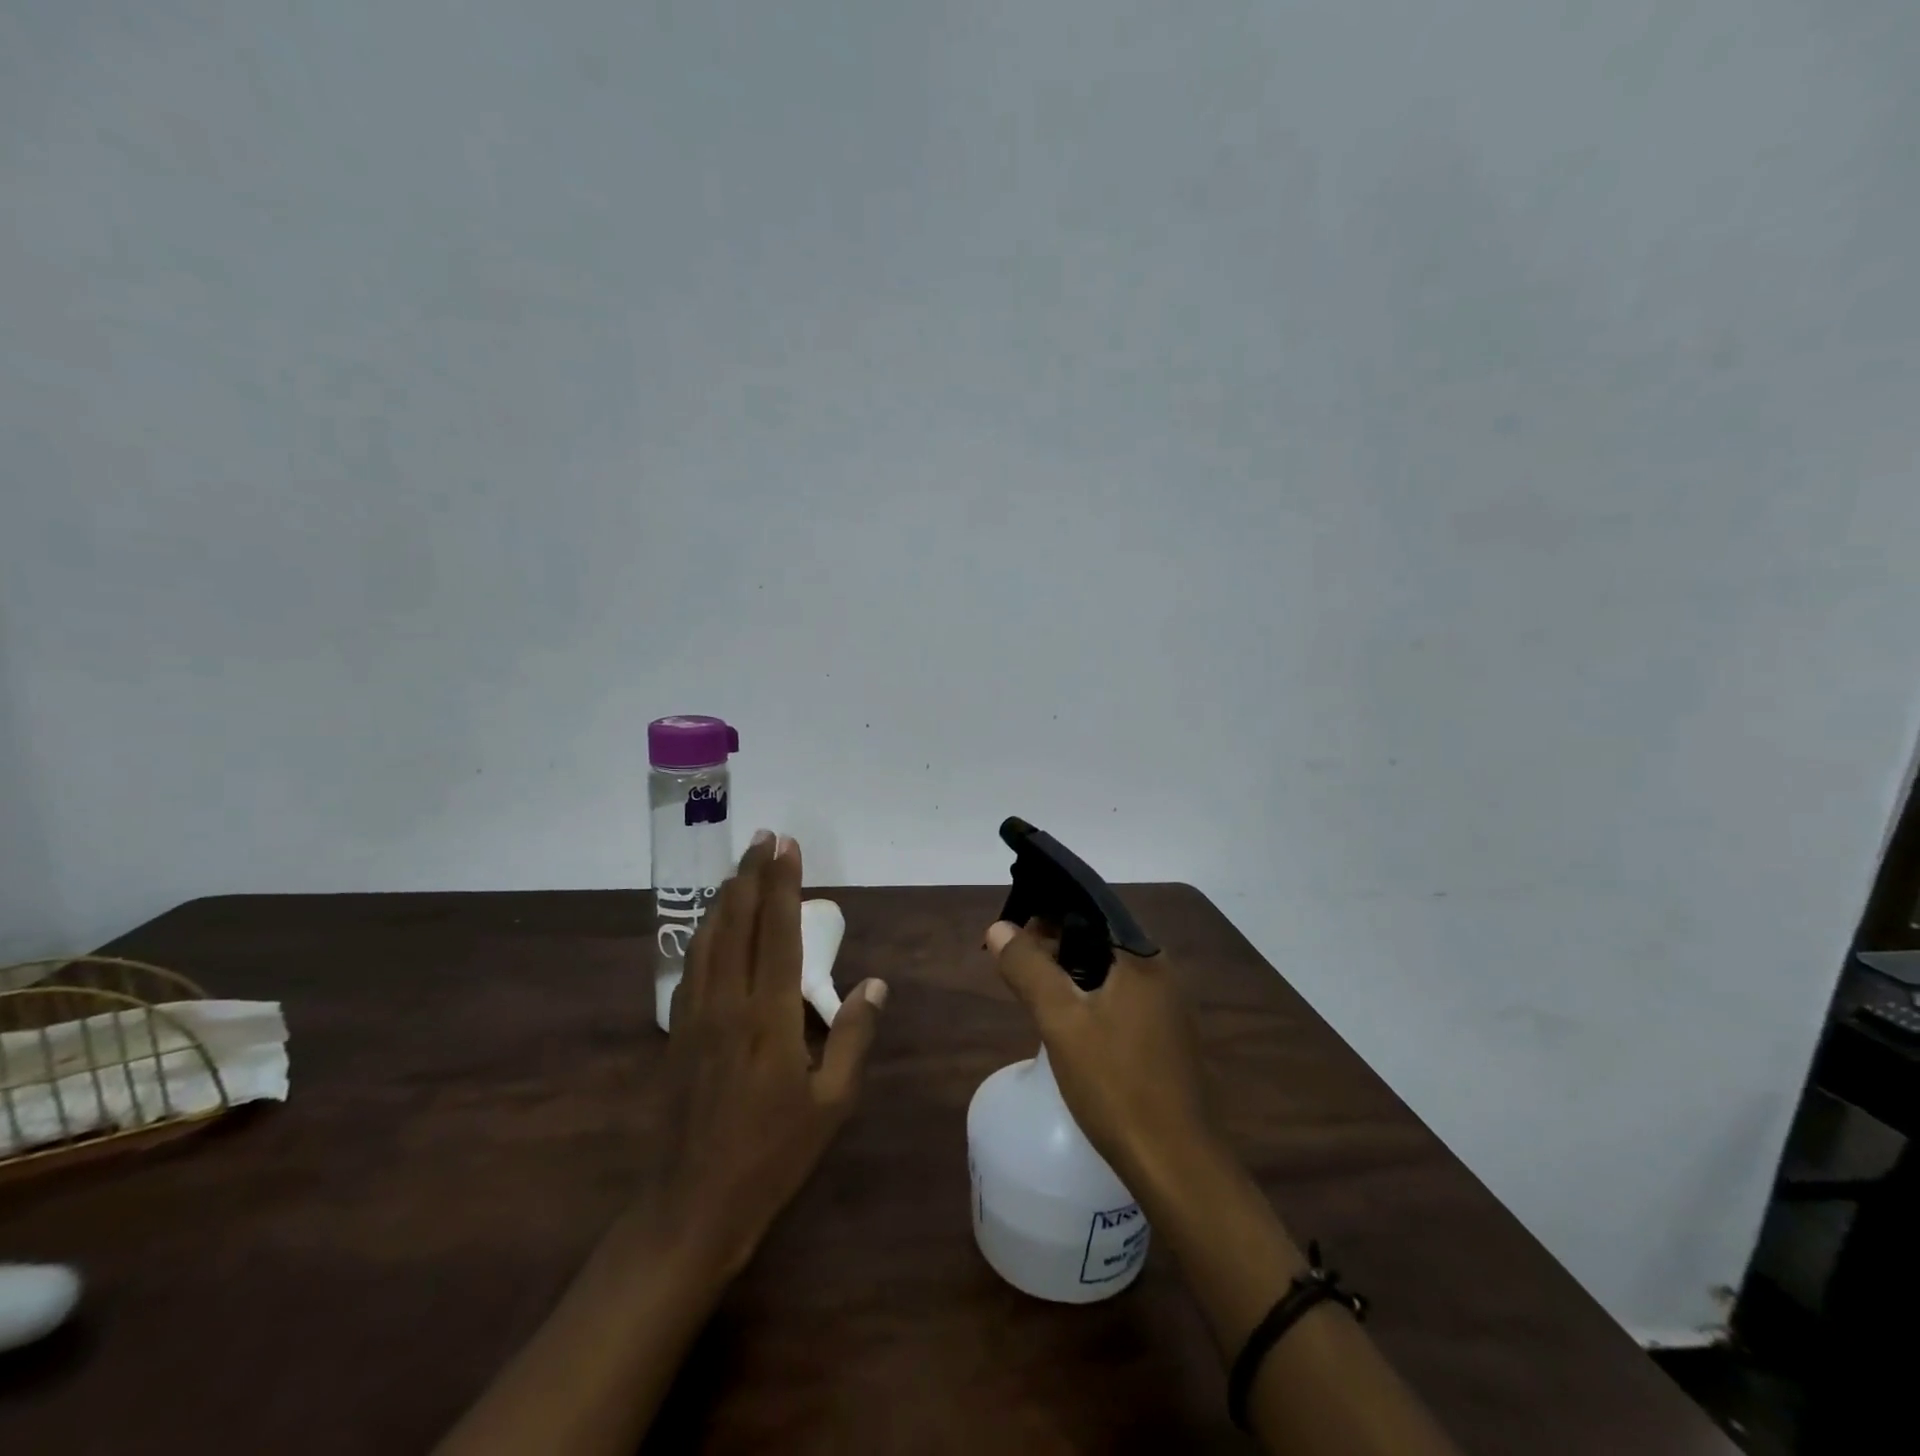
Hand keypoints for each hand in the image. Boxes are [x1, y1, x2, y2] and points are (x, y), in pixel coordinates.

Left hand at [652, 832, 887, 1277]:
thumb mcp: (831, 1102)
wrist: (691, 1205)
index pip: (778, 932)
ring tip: (739, 867)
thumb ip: (853, 1036)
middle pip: (738, 922)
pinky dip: (704, 932)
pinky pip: (692, 965)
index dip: (782, 885)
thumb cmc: (772, 1155)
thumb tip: (875, 984)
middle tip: (763, 838)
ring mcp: (696, 1015)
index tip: (787, 847)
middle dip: (751, 875)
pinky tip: (710, 926)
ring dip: (725, 897)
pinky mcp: (677, 1031)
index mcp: (769, 1016)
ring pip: (709, 938)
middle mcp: (728, 1002)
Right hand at [984, 920, 1217, 1193]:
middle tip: (1016, 961)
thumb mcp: (1061, 1021)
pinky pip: (1122, 999)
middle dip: (1056, 943)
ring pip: (1110, 972)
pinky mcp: (1167, 1038)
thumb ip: (1029, 968)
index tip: (1015, 928)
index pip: (1091, 910)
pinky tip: (1068, 1021)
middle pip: (1100, 940)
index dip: (1050, 913)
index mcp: (1143, 958)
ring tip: (1033, 987)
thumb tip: (999, 928)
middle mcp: (1162, 973)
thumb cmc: (1116, 1084)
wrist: (1175, 1164)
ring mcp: (1169, 1008)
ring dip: (1072, 973)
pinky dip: (1092, 998)